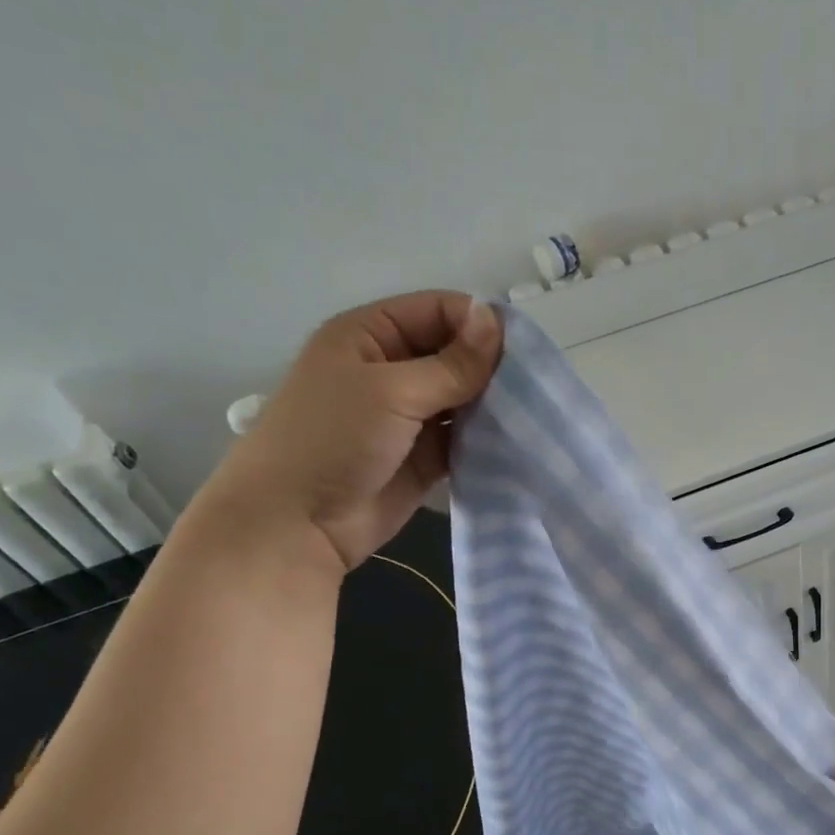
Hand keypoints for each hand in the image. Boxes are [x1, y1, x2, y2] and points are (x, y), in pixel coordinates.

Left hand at [201, 292, 503, 569]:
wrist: (299, 523)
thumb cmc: (333, 440)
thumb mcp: (391, 391)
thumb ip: (450, 364)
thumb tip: (495, 320)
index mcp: (371, 336)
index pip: (436, 311)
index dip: (478, 323)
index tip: (522, 350)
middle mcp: (392, 370)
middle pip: (454, 354)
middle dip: (491, 367)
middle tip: (535, 387)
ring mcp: (410, 417)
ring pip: (464, 399)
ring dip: (493, 405)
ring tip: (533, 416)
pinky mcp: (425, 458)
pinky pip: (465, 439)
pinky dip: (487, 440)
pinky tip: (518, 443)